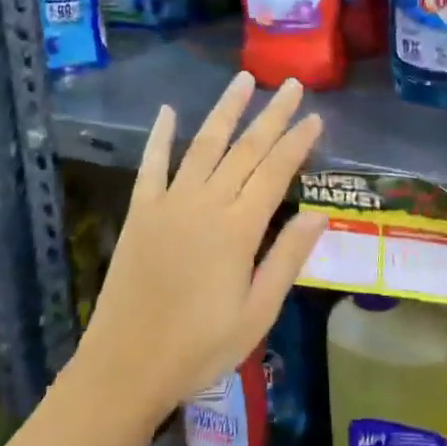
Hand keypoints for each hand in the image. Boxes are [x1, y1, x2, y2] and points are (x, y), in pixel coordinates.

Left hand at [75, 72, 325, 423]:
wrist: (126, 365)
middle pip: (245, 150)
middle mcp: (205, 204)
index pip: (275, 172)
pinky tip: (167, 111)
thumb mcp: (257, 313)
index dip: (297, 142)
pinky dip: (159, 136)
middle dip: (271, 115)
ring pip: (203, 145)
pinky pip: (152, 165)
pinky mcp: (140, 212)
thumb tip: (320, 213)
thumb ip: (287, 258)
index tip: (315, 116)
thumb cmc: (200, 347)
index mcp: (238, 229)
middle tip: (291, 85)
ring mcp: (169, 204)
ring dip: (225, 111)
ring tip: (243, 80)